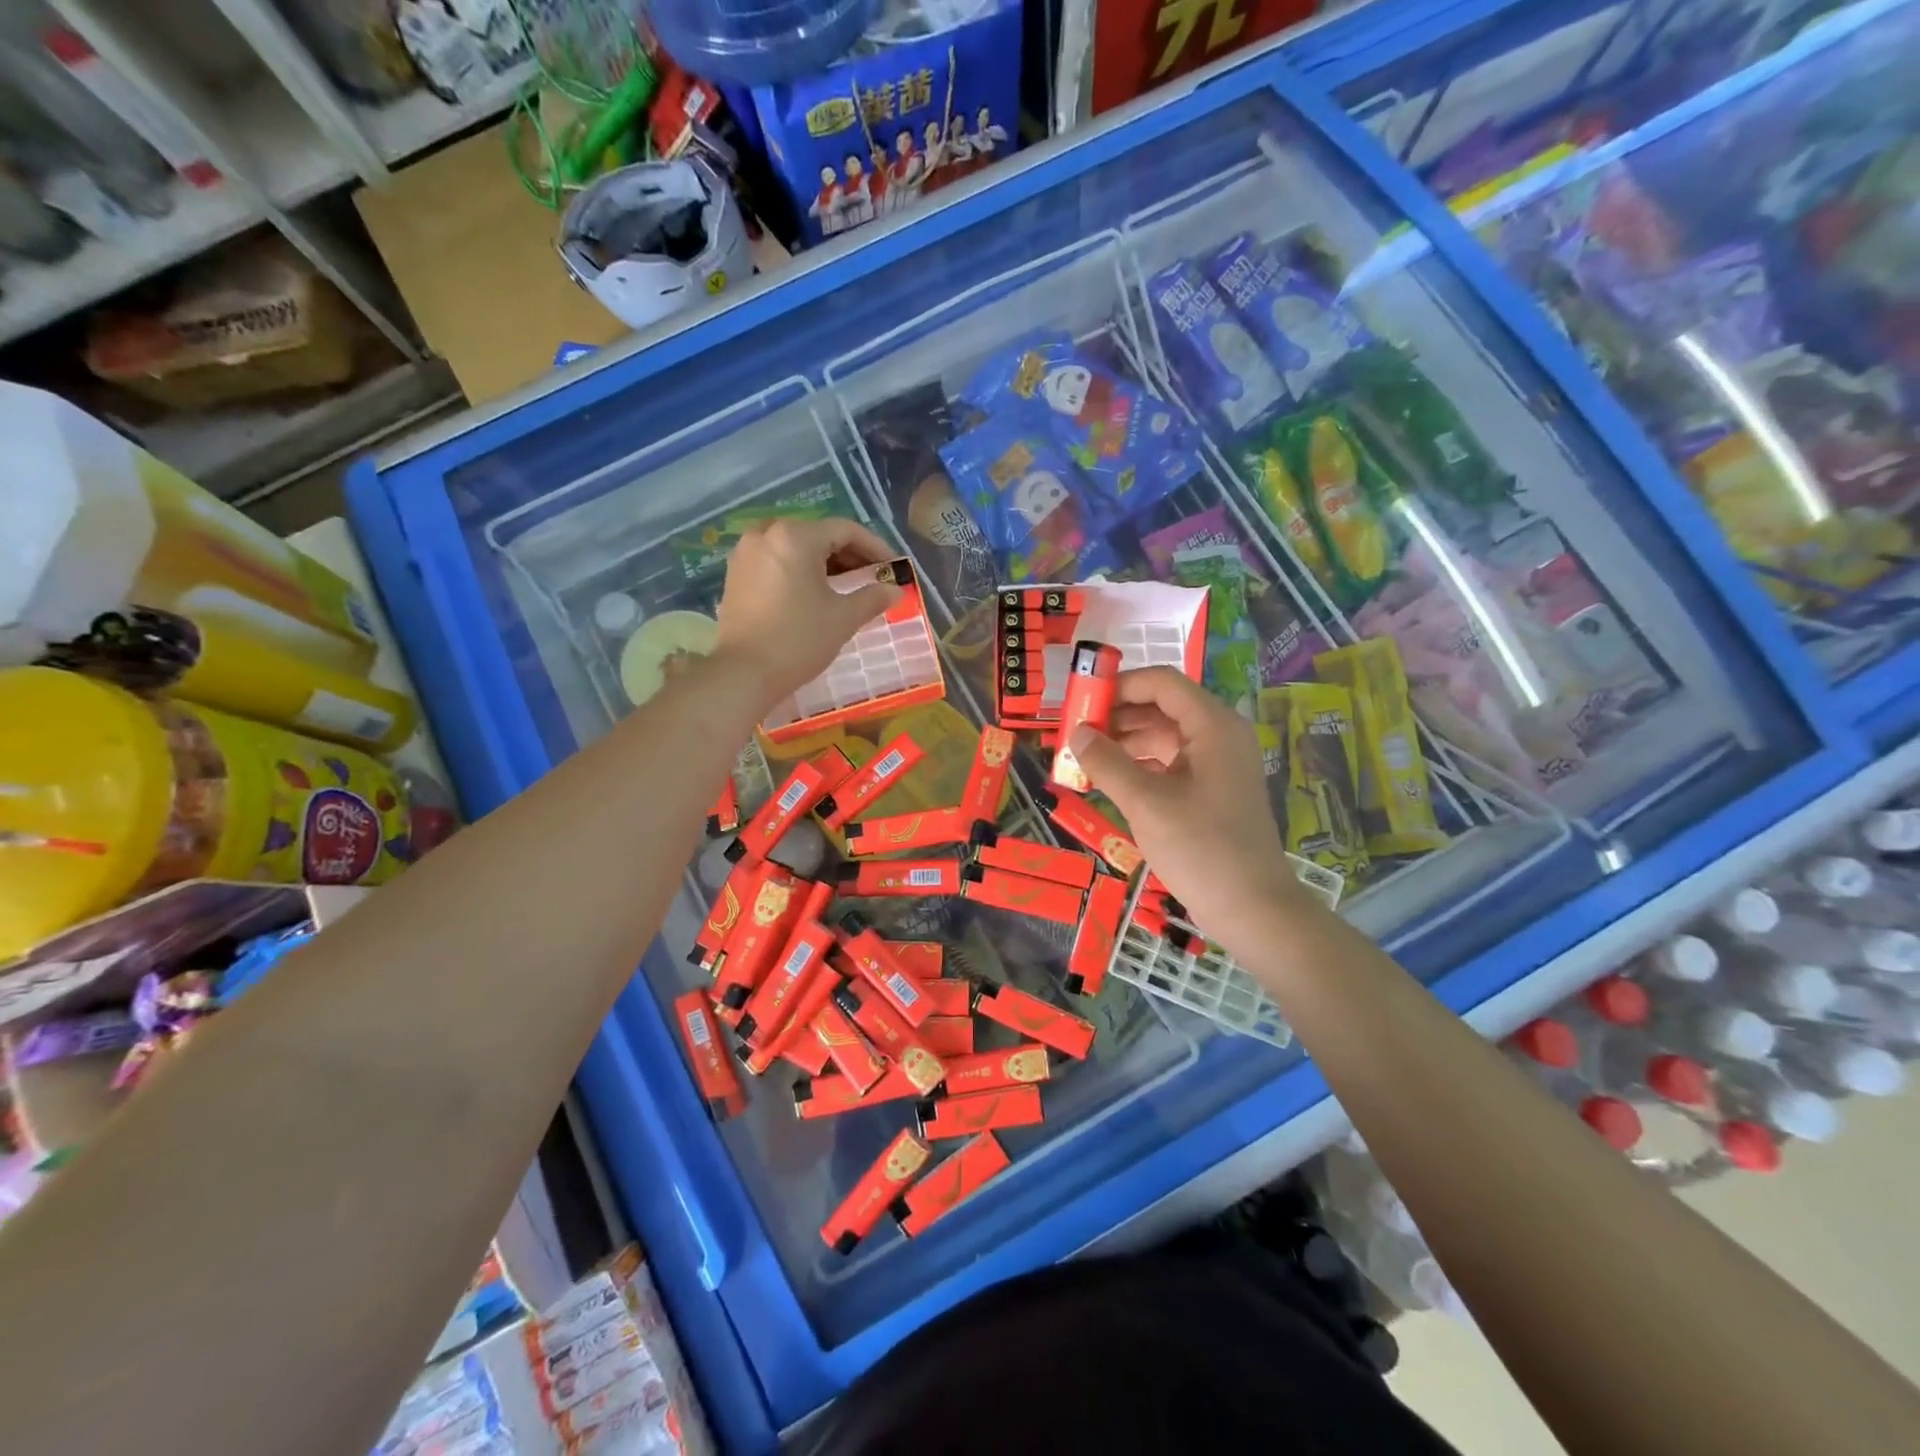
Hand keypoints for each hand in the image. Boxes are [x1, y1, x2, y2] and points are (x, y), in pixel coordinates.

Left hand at [712, 517, 901, 708]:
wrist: (743, 673)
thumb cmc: (798, 640)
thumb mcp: (843, 618)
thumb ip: (872, 597)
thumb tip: (895, 590)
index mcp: (795, 537)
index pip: (845, 530)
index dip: (874, 547)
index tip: (893, 566)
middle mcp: (766, 534)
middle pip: (818, 535)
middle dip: (848, 554)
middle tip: (872, 576)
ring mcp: (746, 553)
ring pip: (794, 547)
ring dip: (823, 562)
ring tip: (845, 585)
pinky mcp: (735, 574)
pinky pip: (775, 561)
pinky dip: (798, 570)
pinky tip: (813, 593)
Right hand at [1067, 667, 1314, 959]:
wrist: (1252, 909)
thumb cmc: (1201, 848)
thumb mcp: (1146, 803)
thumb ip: (1107, 763)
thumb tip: (1075, 734)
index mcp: (1213, 726)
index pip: (1162, 683)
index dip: (1120, 686)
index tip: (1082, 701)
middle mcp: (1218, 736)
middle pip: (1161, 708)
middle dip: (1117, 716)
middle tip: (1075, 732)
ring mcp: (1216, 764)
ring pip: (1163, 736)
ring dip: (1124, 742)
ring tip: (1083, 757)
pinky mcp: (1210, 790)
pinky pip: (1169, 763)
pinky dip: (1138, 765)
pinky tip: (1108, 779)